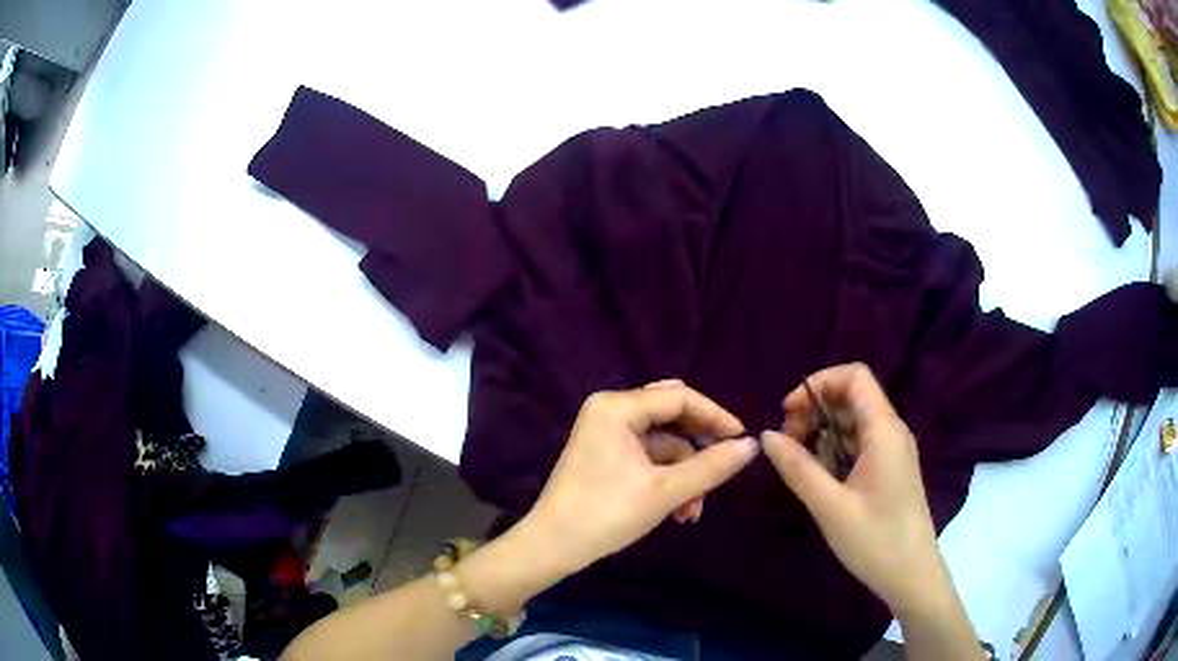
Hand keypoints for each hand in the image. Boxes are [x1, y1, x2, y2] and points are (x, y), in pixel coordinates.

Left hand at [520, 380, 759, 574]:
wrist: (553, 547)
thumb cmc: (607, 514)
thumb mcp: (666, 491)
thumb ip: (712, 466)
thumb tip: (752, 446)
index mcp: (617, 407)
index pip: (680, 398)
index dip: (716, 417)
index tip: (743, 441)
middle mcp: (610, 411)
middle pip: (672, 416)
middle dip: (698, 448)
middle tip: (723, 468)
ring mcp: (606, 433)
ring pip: (663, 442)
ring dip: (683, 473)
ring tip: (693, 510)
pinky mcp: (606, 454)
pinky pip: (648, 457)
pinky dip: (666, 479)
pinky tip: (679, 510)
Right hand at [760, 363, 947, 616]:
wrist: (911, 575)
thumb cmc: (875, 541)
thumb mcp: (830, 507)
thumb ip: (798, 468)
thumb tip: (766, 435)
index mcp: (884, 431)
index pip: (854, 376)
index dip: (818, 383)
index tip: (787, 412)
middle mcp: (891, 431)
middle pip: (852, 396)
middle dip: (815, 409)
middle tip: (787, 443)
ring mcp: (892, 451)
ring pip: (854, 421)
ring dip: (822, 431)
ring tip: (797, 462)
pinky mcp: (889, 469)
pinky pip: (859, 444)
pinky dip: (834, 449)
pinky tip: (818, 476)